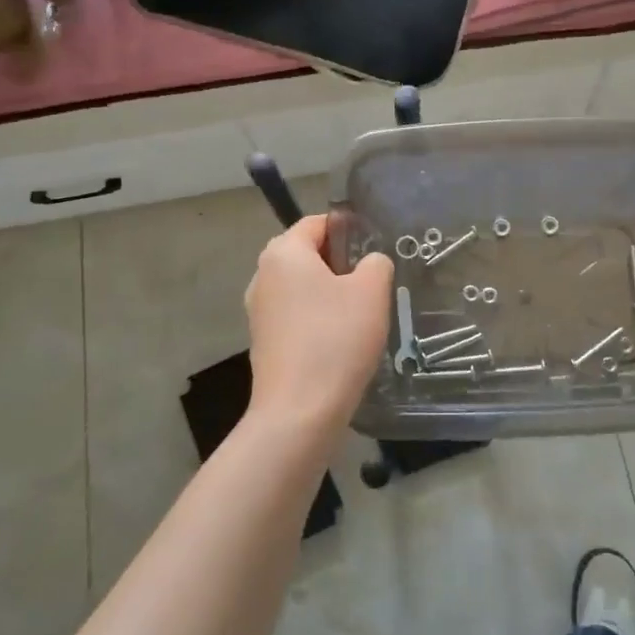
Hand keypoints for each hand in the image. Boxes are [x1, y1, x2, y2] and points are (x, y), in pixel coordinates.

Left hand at [244, 215, 393, 432]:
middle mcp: (262, 275)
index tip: (375, 252)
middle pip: (308, 255)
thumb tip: (369, 263)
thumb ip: (376, 263)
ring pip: (303, 288)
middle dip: (341, 265)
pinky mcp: (264, 341)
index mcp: (283, 252)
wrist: (299, 411)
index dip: (349, 231)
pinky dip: (318, 320)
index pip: (317, 223)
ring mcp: (259, 311)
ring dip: (330, 295)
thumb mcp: (372, 291)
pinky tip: (341, 342)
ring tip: (361, 316)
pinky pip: (296, 316)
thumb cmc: (336, 339)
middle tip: (373, 285)